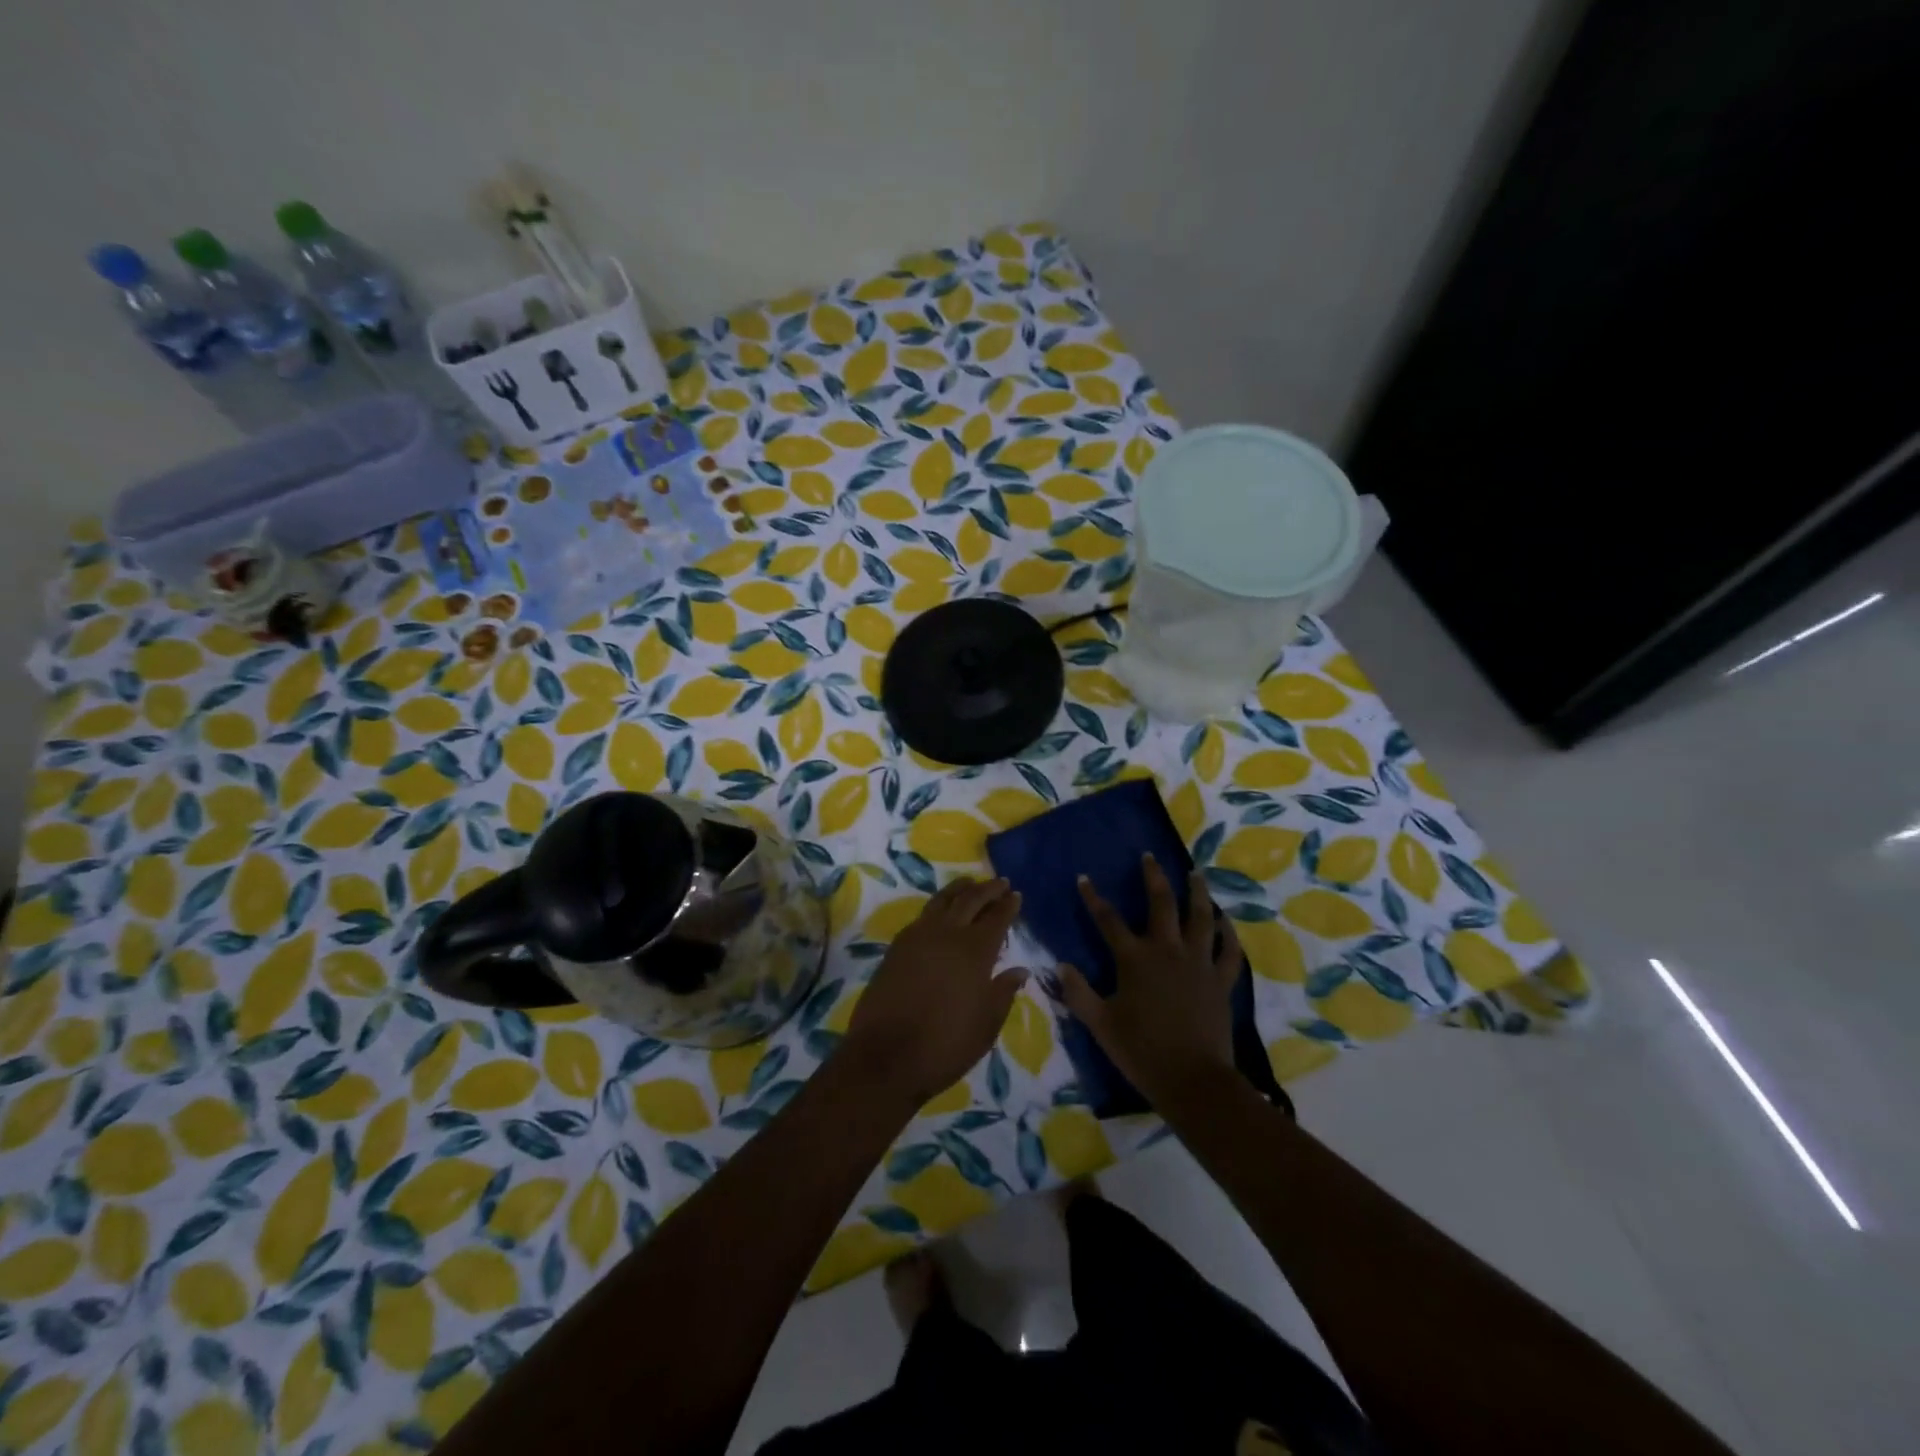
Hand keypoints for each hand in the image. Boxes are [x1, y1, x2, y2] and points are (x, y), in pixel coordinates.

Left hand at [840, 876, 1027, 1107]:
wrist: (885, 1056)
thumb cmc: (945, 1044)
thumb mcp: (986, 1025)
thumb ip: (1003, 992)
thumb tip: (1019, 970)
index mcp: (975, 951)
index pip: (996, 918)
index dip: (1008, 905)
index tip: (1016, 894)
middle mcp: (947, 934)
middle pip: (970, 900)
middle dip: (988, 889)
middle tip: (1000, 882)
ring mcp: (918, 937)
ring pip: (942, 900)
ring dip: (959, 889)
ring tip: (969, 883)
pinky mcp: (897, 947)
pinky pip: (923, 915)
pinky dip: (937, 905)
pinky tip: (940, 911)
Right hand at [1058, 856, 1242, 1105]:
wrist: (1192, 1080)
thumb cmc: (1141, 1051)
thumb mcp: (1100, 1024)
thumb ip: (1078, 992)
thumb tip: (1060, 965)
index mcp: (1135, 959)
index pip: (1108, 920)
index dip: (1093, 898)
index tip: (1084, 878)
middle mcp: (1167, 951)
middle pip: (1161, 904)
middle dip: (1153, 877)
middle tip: (1150, 857)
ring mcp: (1198, 963)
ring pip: (1200, 918)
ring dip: (1197, 893)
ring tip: (1195, 873)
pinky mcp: (1220, 981)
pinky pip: (1229, 951)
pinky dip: (1229, 934)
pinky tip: (1226, 921)